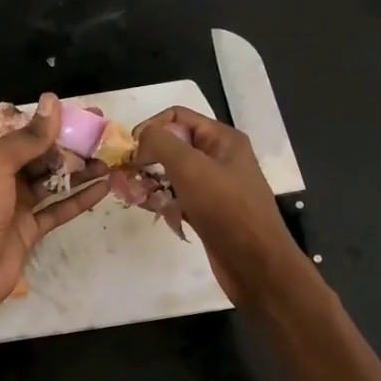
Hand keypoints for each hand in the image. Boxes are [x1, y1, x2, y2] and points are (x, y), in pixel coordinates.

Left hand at [0, 92, 108, 321]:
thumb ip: (28, 137)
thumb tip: (53, 100)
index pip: (29, 134)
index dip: (57, 124)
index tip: (89, 116)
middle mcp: (4, 178)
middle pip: (44, 157)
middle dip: (72, 148)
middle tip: (105, 140)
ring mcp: (19, 205)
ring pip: (54, 182)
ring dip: (80, 172)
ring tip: (109, 163)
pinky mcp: (31, 230)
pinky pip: (59, 209)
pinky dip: (80, 199)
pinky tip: (103, 188)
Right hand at [133, 105, 304, 306]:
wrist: (255, 263)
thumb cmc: (225, 209)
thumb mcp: (190, 167)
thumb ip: (161, 143)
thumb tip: (140, 139)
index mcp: (222, 139)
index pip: (177, 117)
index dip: (151, 128)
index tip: (131, 151)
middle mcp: (219, 158)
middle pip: (173, 146)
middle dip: (147, 157)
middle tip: (126, 176)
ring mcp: (214, 187)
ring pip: (173, 174)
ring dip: (150, 181)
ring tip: (132, 195)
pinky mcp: (207, 212)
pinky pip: (178, 198)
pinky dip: (162, 201)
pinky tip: (149, 209)